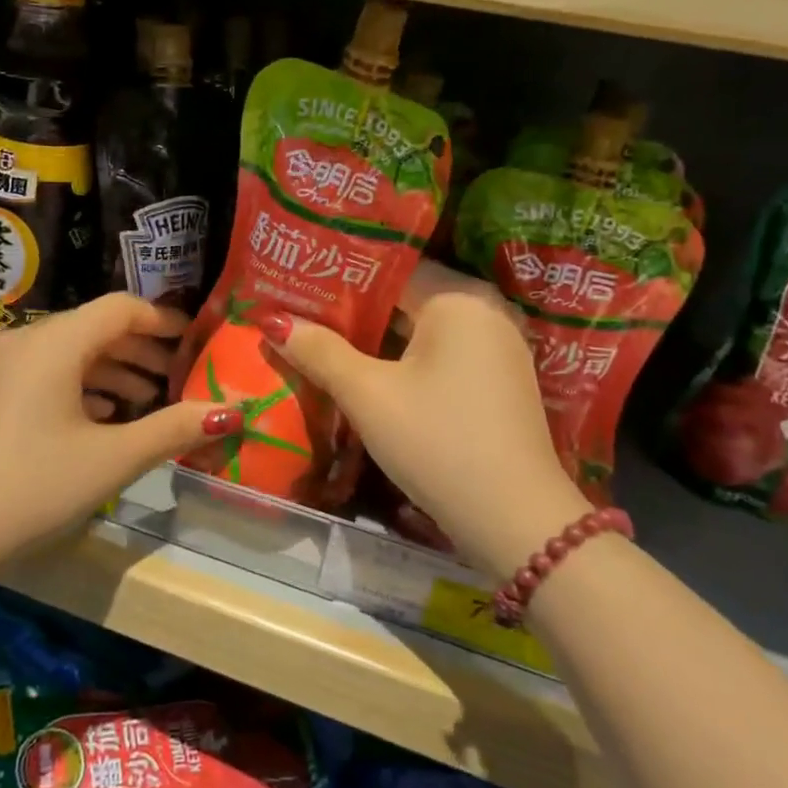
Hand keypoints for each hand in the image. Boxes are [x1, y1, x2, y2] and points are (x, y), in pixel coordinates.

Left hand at [0, 294, 241, 571]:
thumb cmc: (36, 487)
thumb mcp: (114, 458)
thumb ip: (174, 428)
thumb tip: (233, 411)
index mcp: (54, 343)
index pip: (120, 309)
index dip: (163, 320)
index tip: (195, 341)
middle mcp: (24, 341)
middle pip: (95, 327)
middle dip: (141, 349)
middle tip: (179, 376)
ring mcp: (1, 366)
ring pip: (70, 351)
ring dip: (113, 368)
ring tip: (148, 398)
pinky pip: (46, 371)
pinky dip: (81, 384)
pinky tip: (103, 415)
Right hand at [264, 263, 588, 579]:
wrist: (515, 520)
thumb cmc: (438, 443)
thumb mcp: (369, 396)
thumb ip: (320, 352)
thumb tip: (272, 320)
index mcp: (459, 298)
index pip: (390, 267)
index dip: (341, 275)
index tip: (298, 281)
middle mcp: (486, 310)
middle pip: (408, 295)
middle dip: (354, 307)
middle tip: (301, 309)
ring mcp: (498, 346)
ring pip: (424, 327)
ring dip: (377, 334)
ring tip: (323, 336)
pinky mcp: (499, 379)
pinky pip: (443, 351)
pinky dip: (406, 356)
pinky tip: (370, 370)